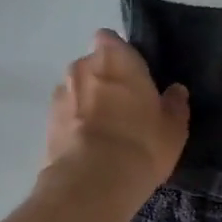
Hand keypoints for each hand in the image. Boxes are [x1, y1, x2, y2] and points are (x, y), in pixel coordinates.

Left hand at [44, 30, 188, 209]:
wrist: (93, 182)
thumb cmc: (141, 144)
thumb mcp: (173, 129)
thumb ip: (174, 105)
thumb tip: (175, 91)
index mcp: (115, 57)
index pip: (110, 39)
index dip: (120, 55)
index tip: (133, 77)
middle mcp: (82, 67)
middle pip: (92, 66)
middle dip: (103, 80)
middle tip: (122, 108)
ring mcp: (60, 94)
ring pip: (76, 90)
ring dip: (86, 103)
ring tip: (103, 132)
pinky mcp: (46, 122)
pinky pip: (64, 115)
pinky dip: (73, 125)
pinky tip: (87, 148)